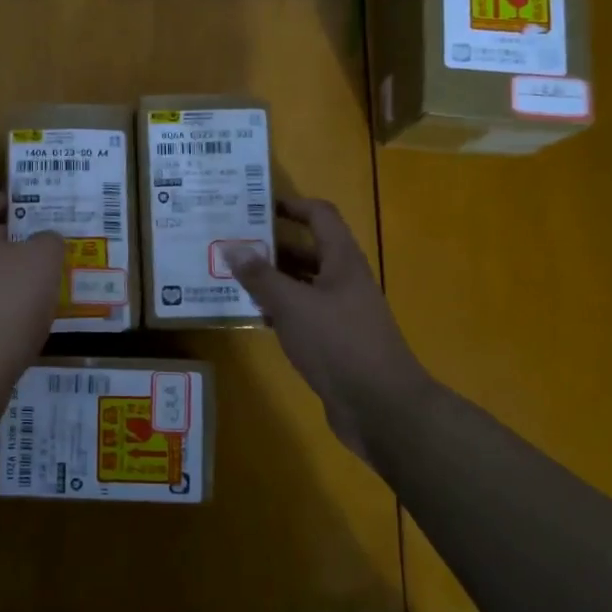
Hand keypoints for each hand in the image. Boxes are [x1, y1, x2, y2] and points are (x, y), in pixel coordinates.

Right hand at [227, 197, 430, 464]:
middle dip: (272, 245)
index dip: (292, 205)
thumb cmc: (338, 343)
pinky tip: (253, 315)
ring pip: (302, 284)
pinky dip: (279, 309)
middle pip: (308, 250)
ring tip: (232, 277)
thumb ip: (261, 276)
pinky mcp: (334, 341)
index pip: (320, 216)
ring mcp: (341, 312)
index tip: (256, 206)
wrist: (380, 406)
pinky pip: (302, 313)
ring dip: (272, 279)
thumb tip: (233, 247)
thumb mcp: (292, 305)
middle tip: (232, 243)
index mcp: (342, 261)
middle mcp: (344, 280)